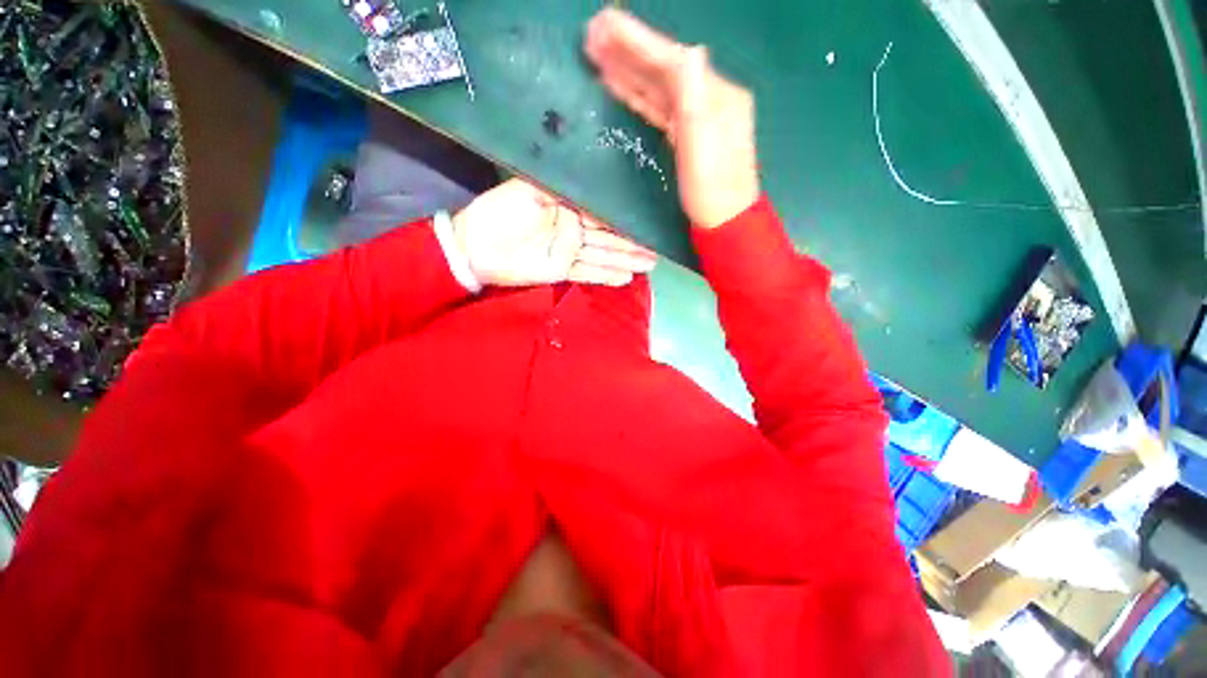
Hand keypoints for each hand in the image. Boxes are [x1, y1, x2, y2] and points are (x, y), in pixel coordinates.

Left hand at [451, 179, 656, 287]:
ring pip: (603, 256)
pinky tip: (627, 278)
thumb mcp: (529, 189)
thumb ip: (560, 189)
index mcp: (567, 206)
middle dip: (633, 242)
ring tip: (651, 264)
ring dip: (627, 260)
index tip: (647, 220)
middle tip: (659, 248)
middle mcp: (573, 230)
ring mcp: (569, 252)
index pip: (601, 213)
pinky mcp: (562, 271)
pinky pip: (588, 274)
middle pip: (608, 237)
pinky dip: (607, 276)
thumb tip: (594, 190)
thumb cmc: (500, 212)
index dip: (623, 217)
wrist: (475, 246)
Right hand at [585, 8, 759, 228]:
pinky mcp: (689, 135)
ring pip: (660, 87)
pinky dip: (639, 95)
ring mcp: (700, 117)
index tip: (603, 23)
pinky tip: (622, 87)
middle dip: (629, 50)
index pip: (672, 60)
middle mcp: (710, 98)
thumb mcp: (703, 147)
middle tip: (592, 34)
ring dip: (629, 70)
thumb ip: (694, 100)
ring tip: (598, 55)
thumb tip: (688, 51)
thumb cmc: (711, 192)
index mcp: (716, 96)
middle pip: (665, 69)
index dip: (638, 41)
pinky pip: (660, 107)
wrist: (725, 224)